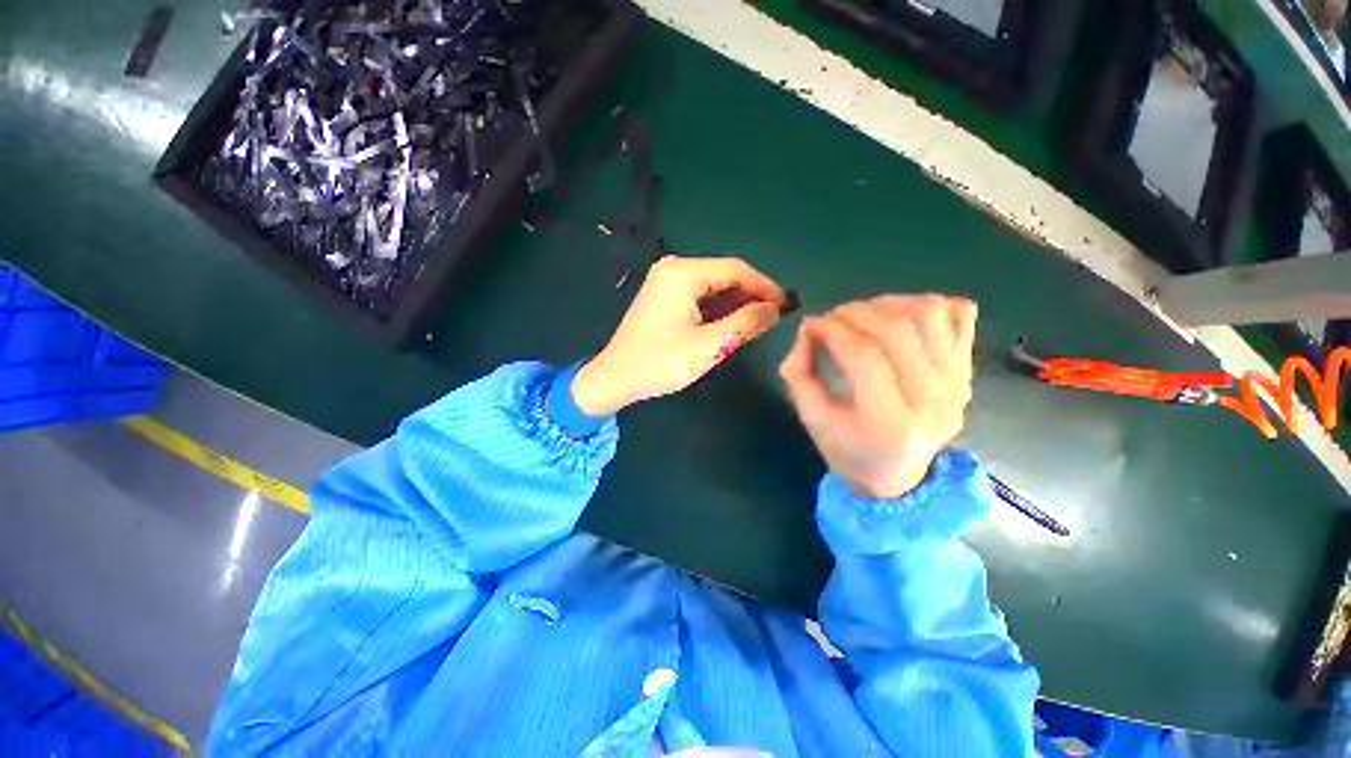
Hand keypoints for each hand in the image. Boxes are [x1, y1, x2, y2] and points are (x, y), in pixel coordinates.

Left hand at [571, 255, 787, 415]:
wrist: (615, 377)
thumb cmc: (660, 362)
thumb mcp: (708, 346)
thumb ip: (745, 324)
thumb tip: (775, 310)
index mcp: (682, 273)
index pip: (735, 269)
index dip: (764, 286)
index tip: (786, 305)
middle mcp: (674, 268)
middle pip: (724, 275)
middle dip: (751, 295)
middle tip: (775, 318)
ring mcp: (666, 281)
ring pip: (714, 286)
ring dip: (736, 302)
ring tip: (758, 322)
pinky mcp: (664, 295)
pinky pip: (700, 295)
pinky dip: (719, 307)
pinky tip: (732, 322)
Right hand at [779, 295, 976, 499]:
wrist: (900, 475)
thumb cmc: (848, 451)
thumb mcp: (811, 418)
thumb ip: (798, 372)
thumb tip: (808, 328)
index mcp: (890, 422)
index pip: (863, 355)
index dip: (832, 330)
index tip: (811, 324)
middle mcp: (934, 400)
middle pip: (897, 330)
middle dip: (854, 313)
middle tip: (831, 318)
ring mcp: (958, 382)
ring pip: (930, 314)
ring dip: (888, 304)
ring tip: (863, 315)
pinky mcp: (968, 370)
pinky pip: (961, 314)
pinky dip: (929, 304)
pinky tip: (900, 318)